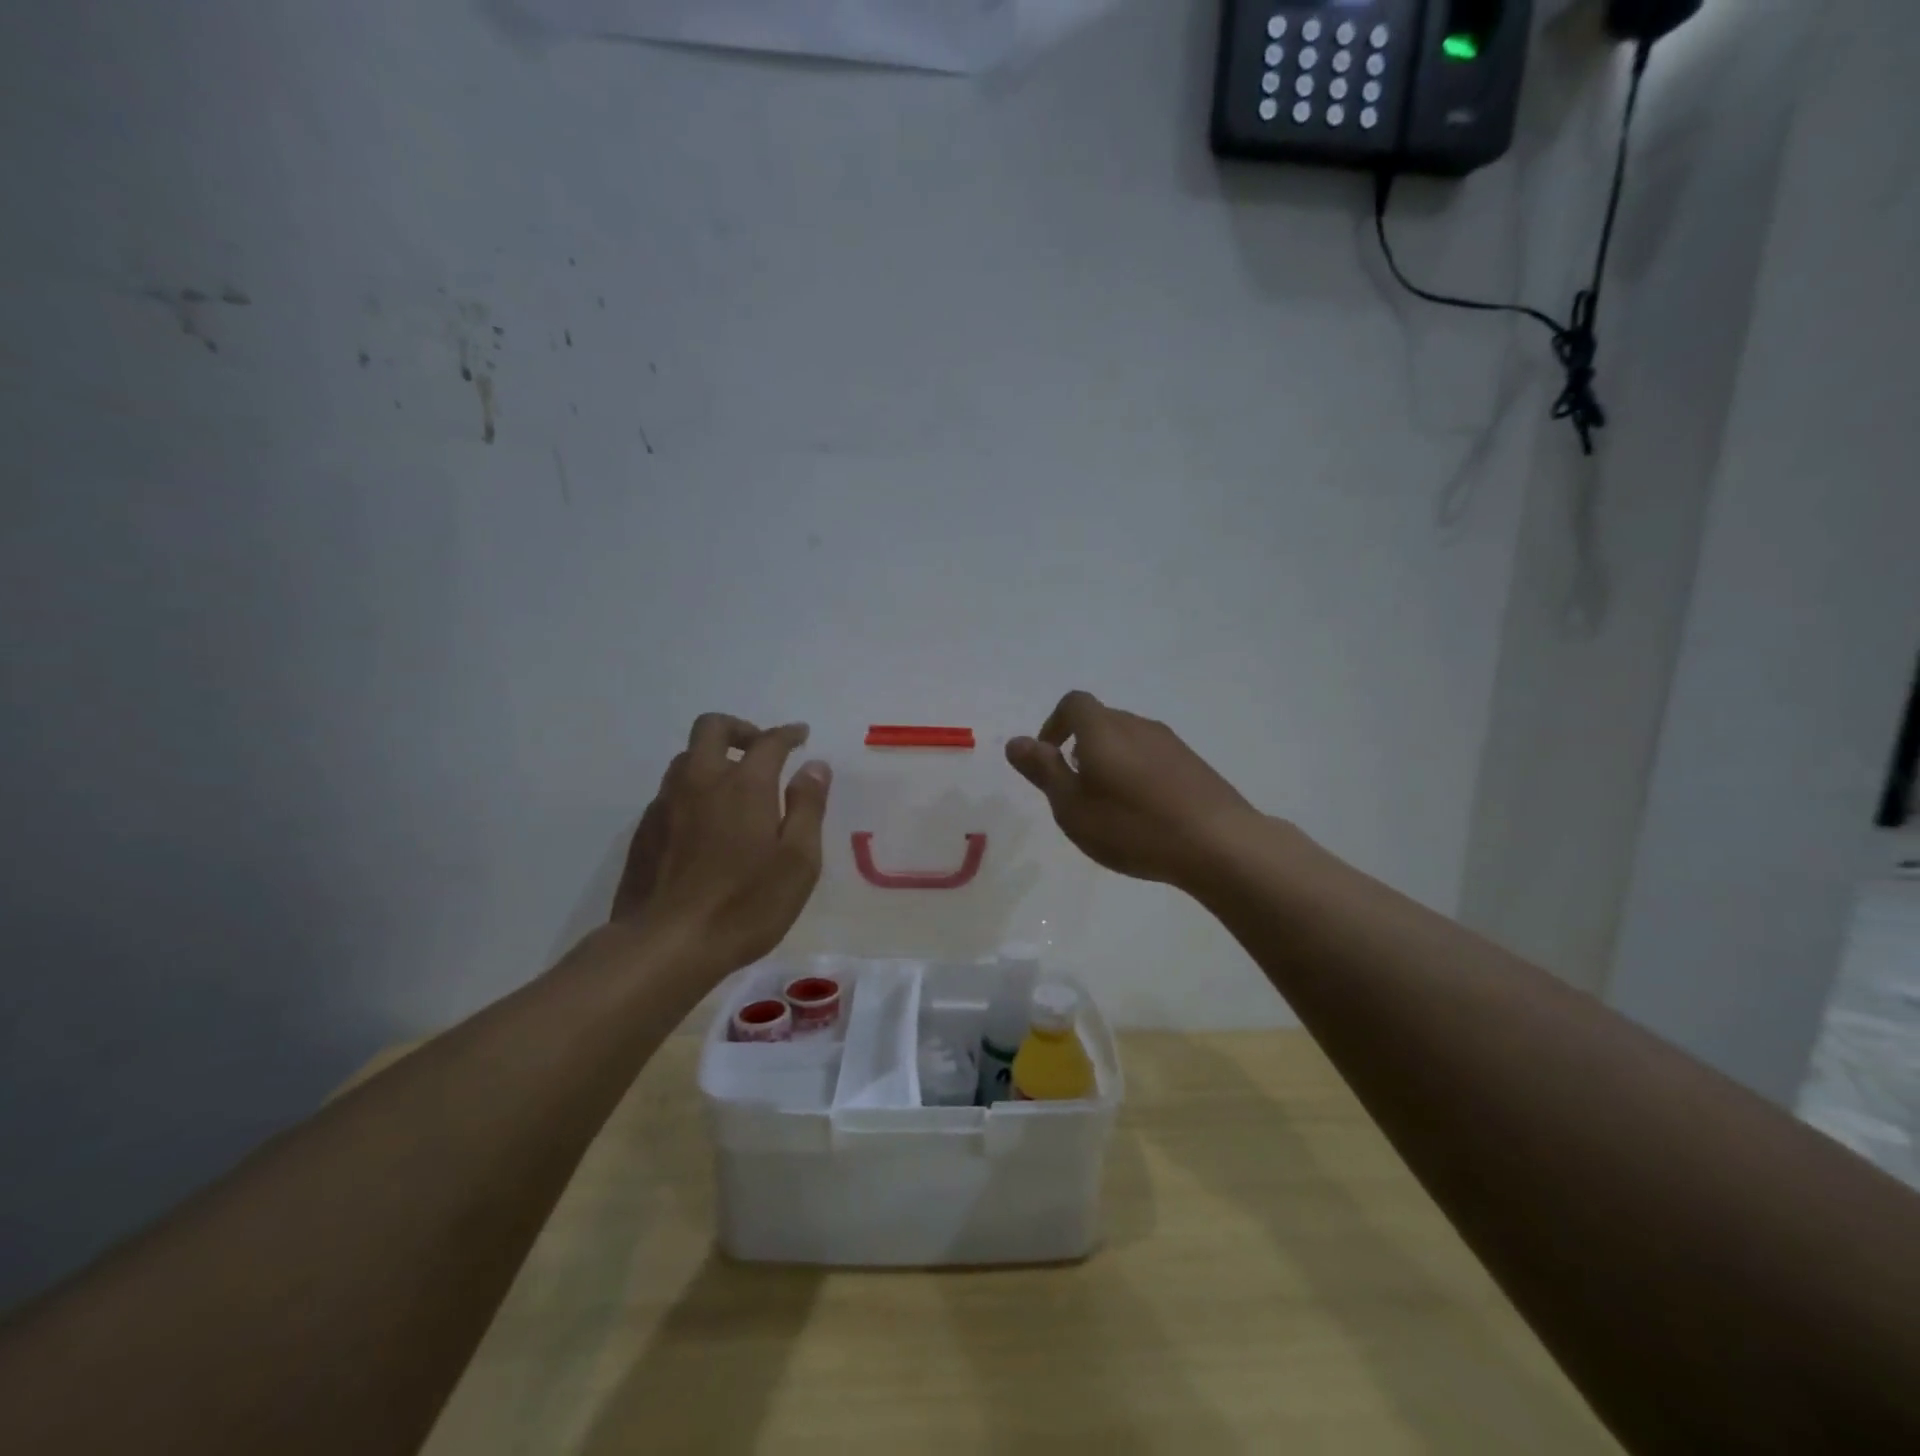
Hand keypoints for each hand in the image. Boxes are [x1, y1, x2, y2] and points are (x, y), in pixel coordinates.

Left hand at [611, 714, 831, 974]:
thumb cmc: (746, 904)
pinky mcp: (644, 831)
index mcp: (744, 785)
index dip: (787, 734)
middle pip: (711, 728)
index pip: (768, 741)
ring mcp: (666, 804)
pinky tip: (704, 824)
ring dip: (713, 759)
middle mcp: (701, 781)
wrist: (665, 945)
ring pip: (686, 758)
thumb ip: (808, 807)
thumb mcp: (798, 861)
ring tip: (733, 787)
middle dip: (739, 729)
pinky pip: (670, 792)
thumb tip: (815, 766)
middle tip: (760, 750)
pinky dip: (692, 791)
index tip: (800, 735)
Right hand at [1007, 691, 1260, 892]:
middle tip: (1075, 790)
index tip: (1049, 759)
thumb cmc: (1133, 827)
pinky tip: (1144, 812)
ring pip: (1128, 739)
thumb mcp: (1073, 807)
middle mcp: (1137, 725)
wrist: (1219, 844)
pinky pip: (1152, 757)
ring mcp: (1170, 743)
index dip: (1054, 725)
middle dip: (1080, 746)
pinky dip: (1137, 773)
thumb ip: (1043, 771)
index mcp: (1104, 730)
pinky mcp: (1193, 764)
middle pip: (1101, 720)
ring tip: (1109, 805)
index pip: (1073, 703)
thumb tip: (1016, 741)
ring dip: (1109, 760)